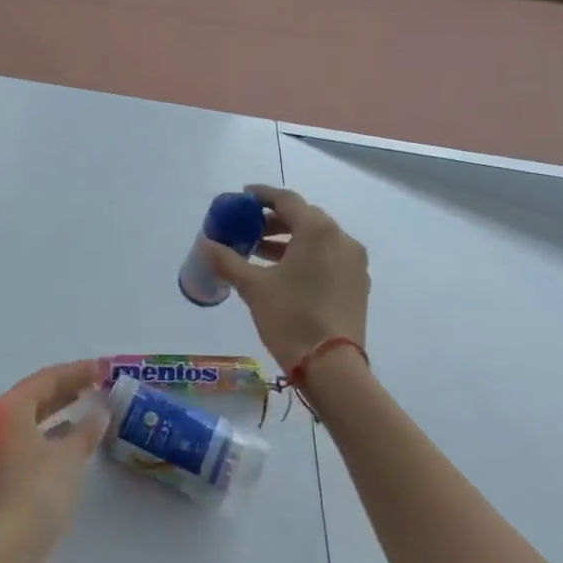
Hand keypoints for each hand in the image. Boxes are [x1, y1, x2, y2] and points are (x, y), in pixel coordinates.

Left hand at [0, 360, 108, 562]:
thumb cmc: (38, 493)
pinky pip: (26, 441)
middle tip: (96, 383)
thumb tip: (100, 411)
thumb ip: (86, 429)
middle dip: (66, 389)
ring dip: (58, 412)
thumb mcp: (69, 457)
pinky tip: (70, 440)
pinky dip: (49, 435)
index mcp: (7, 410)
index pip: (46, 379)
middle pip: (34, 396)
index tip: (102, 367)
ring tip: (87, 406)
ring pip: (29, 420)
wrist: (6, 552)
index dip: (76, 371)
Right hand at [201, 185, 369, 371]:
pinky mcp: (358, 285)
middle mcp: (341, 238)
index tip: (242, 197)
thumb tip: (204, 243)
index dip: (262, 195)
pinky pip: (329, 257)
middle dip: (274, 220)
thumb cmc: (291, 317)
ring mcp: (354, 263)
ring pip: (318, 239)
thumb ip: (227, 260)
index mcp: (318, 230)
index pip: (287, 200)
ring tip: (259, 252)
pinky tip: (284, 273)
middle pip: (304, 217)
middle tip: (248, 228)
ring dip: (289, 240)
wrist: (333, 367)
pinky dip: (306, 256)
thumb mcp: (253, 287)